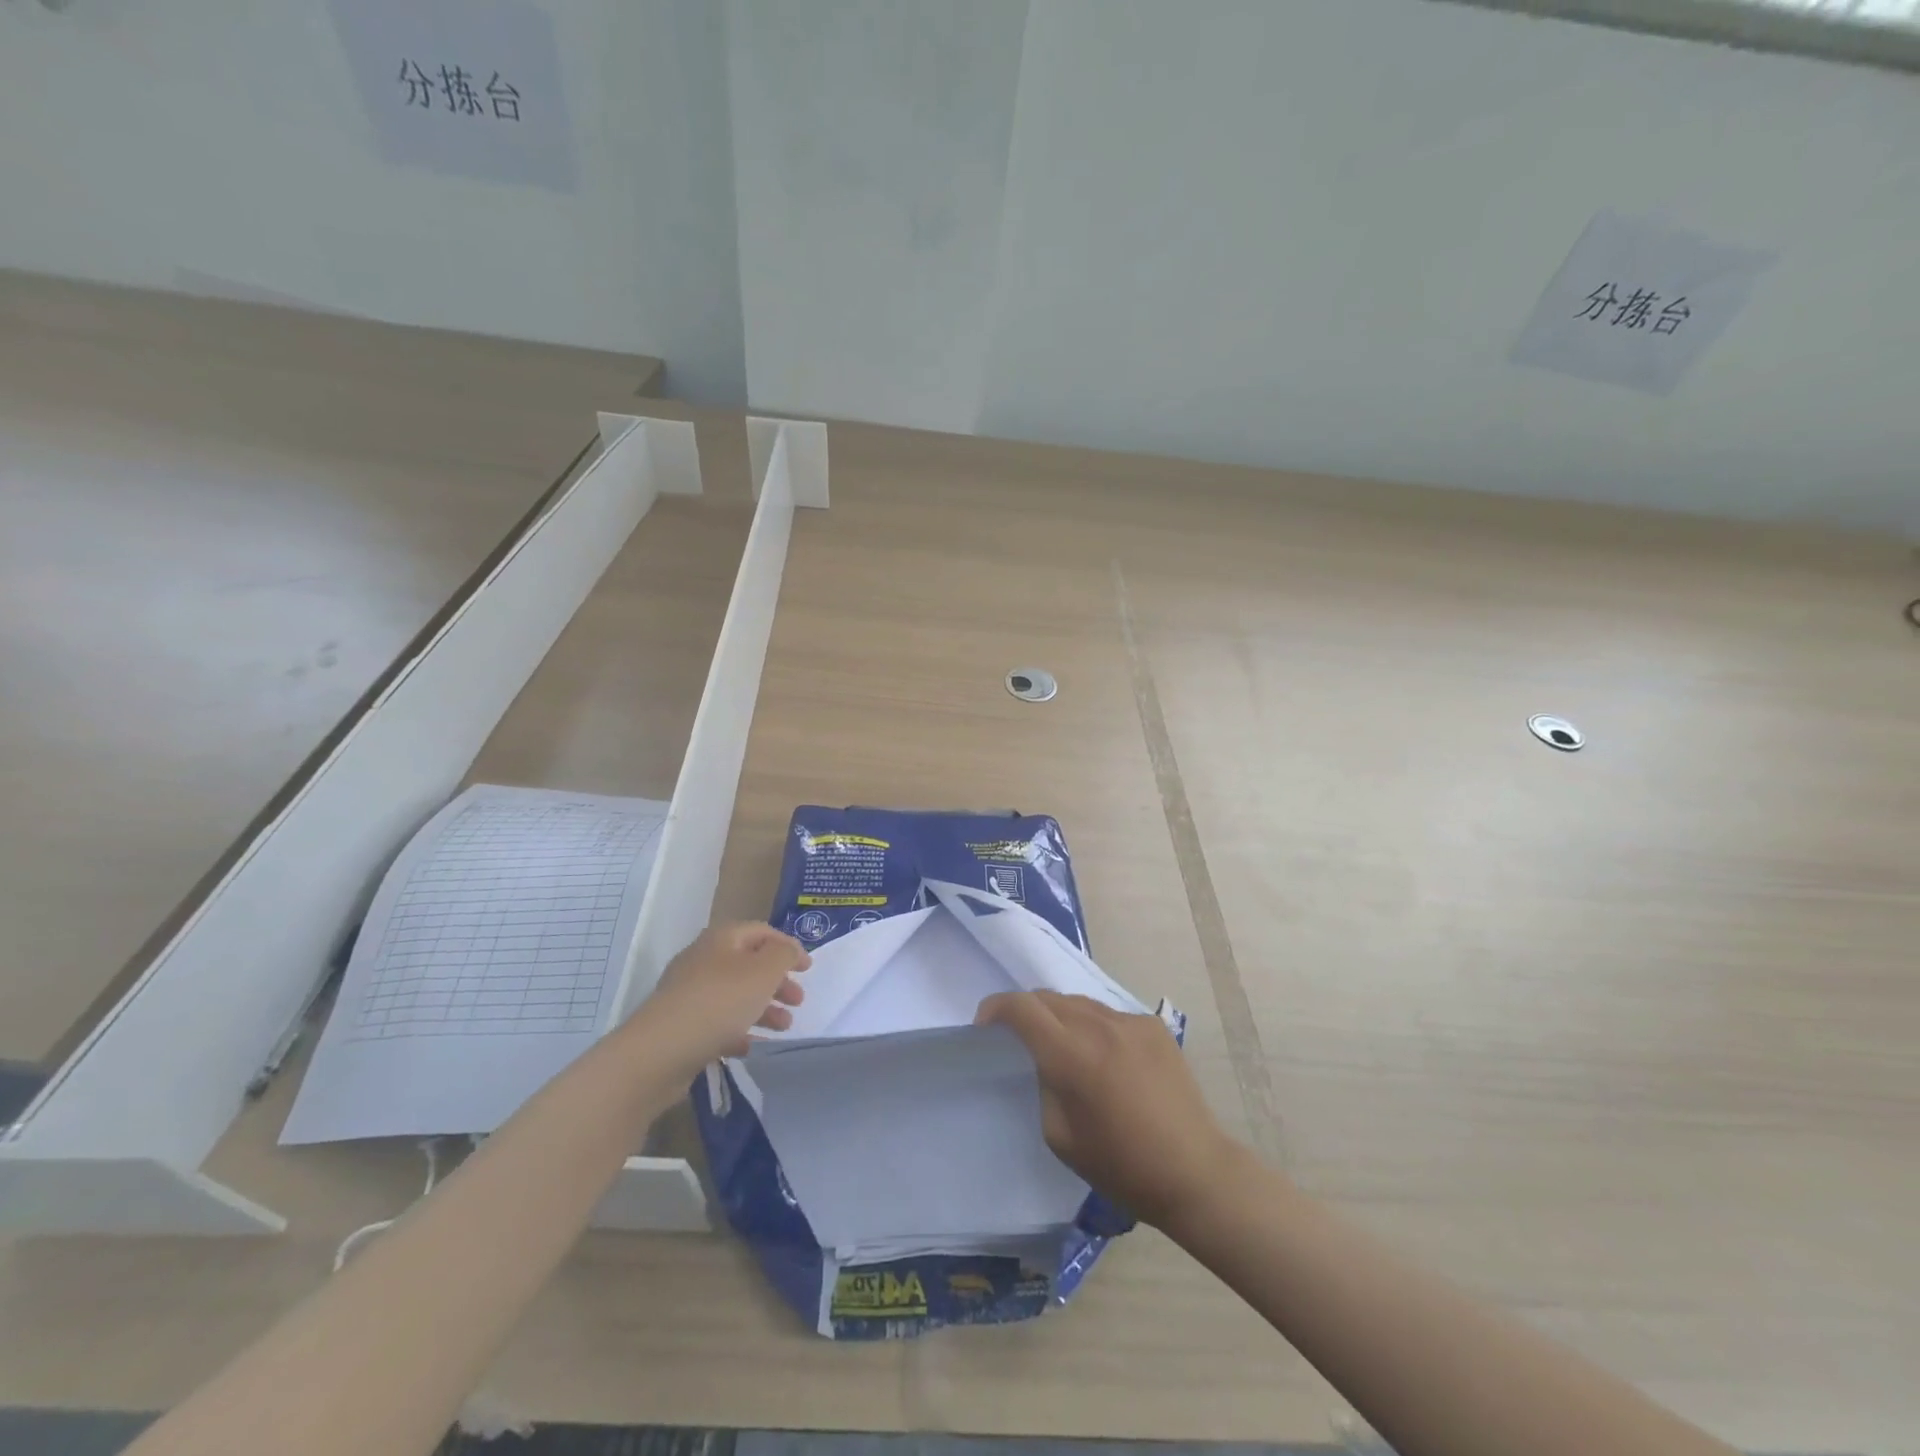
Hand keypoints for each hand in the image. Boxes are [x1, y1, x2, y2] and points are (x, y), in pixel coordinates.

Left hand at [643, 923, 808, 1068]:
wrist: (658, 1053)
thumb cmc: (719, 1003)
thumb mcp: (763, 972)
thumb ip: (783, 955)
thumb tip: (788, 949)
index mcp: (722, 939)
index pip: (762, 932)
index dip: (788, 946)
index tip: (809, 969)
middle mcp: (704, 960)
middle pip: (749, 964)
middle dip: (778, 981)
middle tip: (798, 1001)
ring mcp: (689, 994)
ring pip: (735, 994)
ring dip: (764, 1008)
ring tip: (784, 1027)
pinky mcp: (681, 1025)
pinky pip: (717, 1022)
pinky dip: (738, 1030)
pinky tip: (750, 1046)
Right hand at [977, 990, 1243, 1228]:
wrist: (1194, 1171)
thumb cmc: (1121, 1165)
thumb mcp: (1060, 1136)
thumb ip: (1043, 1084)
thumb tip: (1043, 1060)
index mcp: (1071, 1055)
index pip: (1021, 1008)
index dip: (995, 1009)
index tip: (984, 1026)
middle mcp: (1098, 1026)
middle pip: (1047, 998)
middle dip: (1025, 1012)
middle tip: (1020, 1039)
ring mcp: (1129, 1021)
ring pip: (1078, 1002)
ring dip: (1060, 1017)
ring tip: (1064, 1048)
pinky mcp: (1153, 1025)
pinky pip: (1109, 1015)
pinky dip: (1094, 1027)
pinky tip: (1105, 1059)